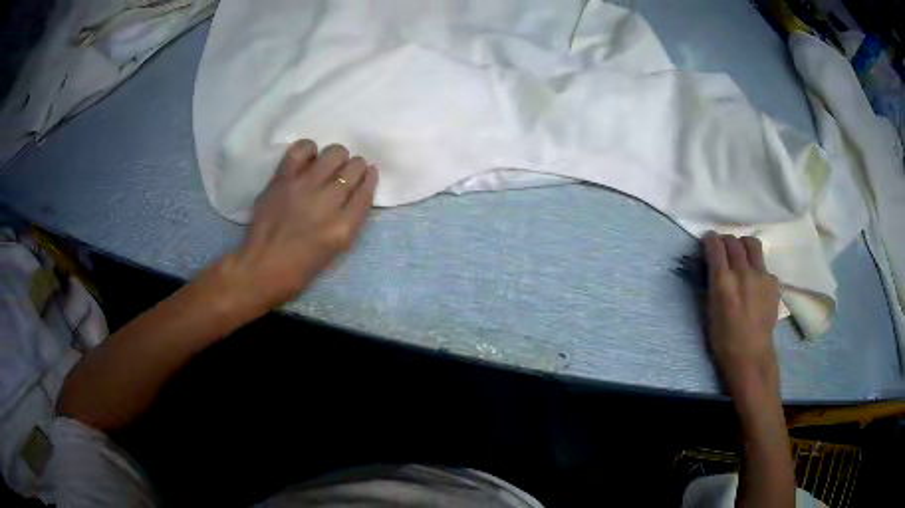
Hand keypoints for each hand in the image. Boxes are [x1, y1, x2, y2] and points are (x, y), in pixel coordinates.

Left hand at [226, 140, 377, 314]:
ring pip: (334, 153)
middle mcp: (328, 202)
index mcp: (343, 226)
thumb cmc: (299, 268)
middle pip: (355, 167)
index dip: (370, 179)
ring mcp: (304, 186)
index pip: (367, 190)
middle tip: (346, 174)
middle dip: (356, 168)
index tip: (368, 174)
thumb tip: (355, 191)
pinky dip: (309, 149)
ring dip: (337, 157)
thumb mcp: (336, 249)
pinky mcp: (283, 179)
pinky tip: (308, 159)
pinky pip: (301, 149)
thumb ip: (349, 219)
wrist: (261, 268)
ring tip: (328, 166)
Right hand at [703, 233, 780, 395]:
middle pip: (733, 241)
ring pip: (752, 244)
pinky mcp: (773, 282)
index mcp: (723, 282)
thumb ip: (711, 284)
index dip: (709, 239)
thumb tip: (712, 267)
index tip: (707, 241)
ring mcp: (761, 275)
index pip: (715, 246)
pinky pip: (763, 265)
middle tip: (722, 247)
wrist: (752, 356)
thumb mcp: (709, 312)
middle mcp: (743, 272)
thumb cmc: (724, 341)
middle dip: (725, 240)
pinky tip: (755, 281)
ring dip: (743, 245)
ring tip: (741, 254)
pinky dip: (756, 267)